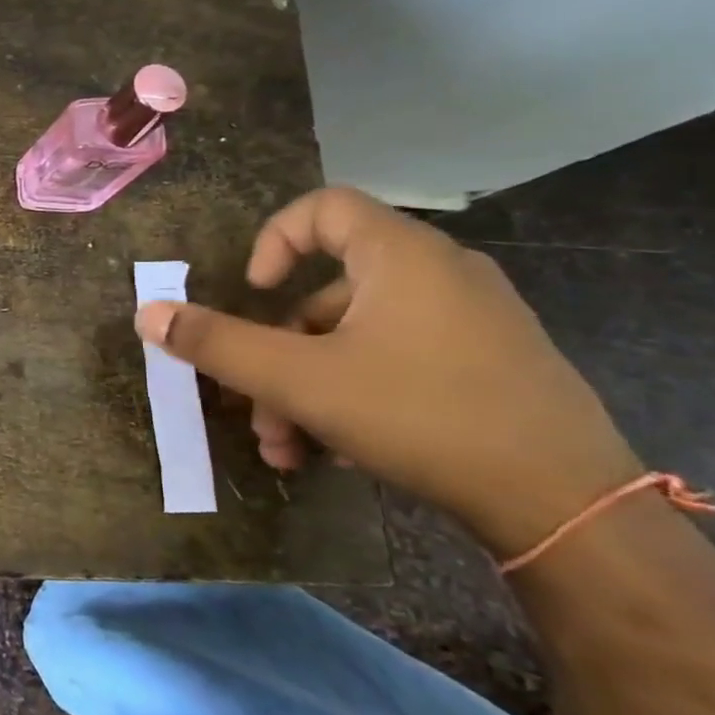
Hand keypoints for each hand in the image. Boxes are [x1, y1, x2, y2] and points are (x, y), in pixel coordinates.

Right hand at [135, 186, 644, 557]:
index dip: (274, 240)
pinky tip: (335, 454)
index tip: (253, 293)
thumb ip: (216, 344)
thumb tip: (148, 314)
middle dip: (277, 352)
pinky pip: (400, 361)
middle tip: (254, 406)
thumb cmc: (419, 415)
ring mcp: (475, 323)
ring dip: (307, 387)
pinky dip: (355, 395)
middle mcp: (442, 275)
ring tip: (287, 449)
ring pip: (359, 338)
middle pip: (329, 292)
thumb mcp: (297, 380)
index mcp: (401, 257)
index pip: (323, 207)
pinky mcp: (493, 368)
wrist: (567, 506)